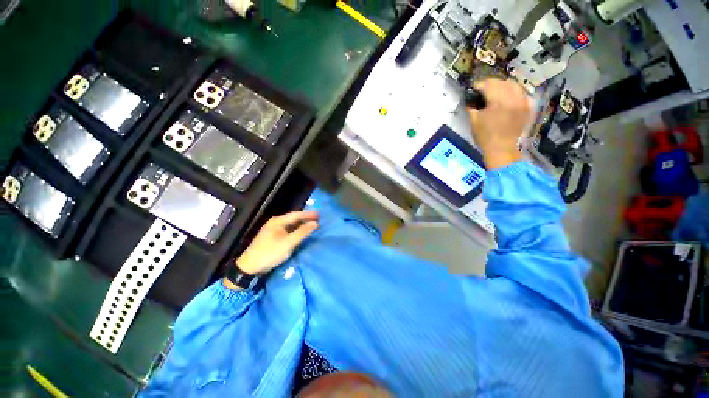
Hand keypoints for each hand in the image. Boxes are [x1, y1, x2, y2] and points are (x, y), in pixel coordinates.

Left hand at [235, 211, 318, 275]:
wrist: (251, 265)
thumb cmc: (270, 253)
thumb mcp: (288, 243)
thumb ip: (302, 233)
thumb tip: (315, 223)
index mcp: (277, 221)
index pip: (296, 214)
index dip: (308, 215)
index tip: (320, 215)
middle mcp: (274, 223)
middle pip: (292, 219)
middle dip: (305, 220)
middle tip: (318, 221)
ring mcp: (271, 231)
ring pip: (288, 226)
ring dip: (299, 226)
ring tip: (311, 228)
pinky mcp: (270, 239)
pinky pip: (285, 232)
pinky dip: (294, 233)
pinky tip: (298, 237)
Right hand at [467, 79, 533, 168]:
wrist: (504, 152)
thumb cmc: (487, 137)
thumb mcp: (473, 119)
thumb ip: (472, 104)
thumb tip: (471, 95)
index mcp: (497, 99)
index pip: (485, 83)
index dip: (477, 87)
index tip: (474, 93)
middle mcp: (511, 97)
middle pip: (499, 82)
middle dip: (490, 85)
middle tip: (485, 94)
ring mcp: (521, 103)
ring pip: (513, 85)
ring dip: (504, 87)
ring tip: (498, 94)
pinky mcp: (526, 109)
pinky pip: (523, 94)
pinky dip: (516, 93)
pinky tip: (511, 98)